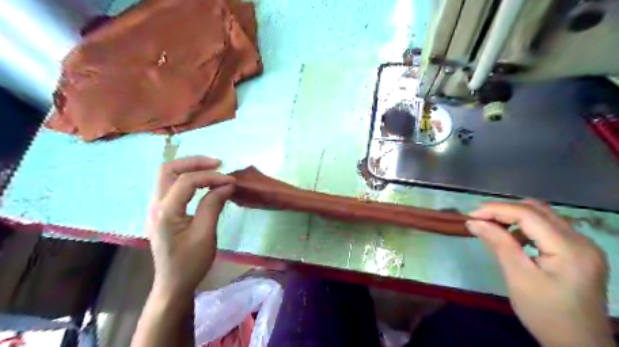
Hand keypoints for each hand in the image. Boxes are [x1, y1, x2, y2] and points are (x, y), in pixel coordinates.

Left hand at [147, 156, 235, 296]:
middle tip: (218, 164)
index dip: (211, 177)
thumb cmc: (190, 263)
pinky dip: (188, 179)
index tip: (231, 181)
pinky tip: (203, 184)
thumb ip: (213, 205)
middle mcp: (156, 205)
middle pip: (168, 170)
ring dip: (190, 169)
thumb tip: (227, 185)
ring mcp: (156, 208)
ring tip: (213, 170)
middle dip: (194, 163)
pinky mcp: (162, 212)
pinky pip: (172, 186)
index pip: (187, 181)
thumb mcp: (205, 234)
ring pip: (168, 176)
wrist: (173, 284)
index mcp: (165, 212)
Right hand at [467, 200, 610, 346]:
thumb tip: (473, 222)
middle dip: (504, 210)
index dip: (496, 210)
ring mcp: (584, 246)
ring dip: (514, 217)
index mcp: (569, 248)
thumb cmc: (545, 314)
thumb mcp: (518, 278)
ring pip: (544, 217)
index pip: (528, 214)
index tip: (470, 215)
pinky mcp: (579, 253)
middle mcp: (582, 241)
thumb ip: (498, 244)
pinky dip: (526, 227)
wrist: (579, 346)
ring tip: (491, 226)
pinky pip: (549, 229)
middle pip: (538, 210)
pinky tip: (512, 238)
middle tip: (478, 218)